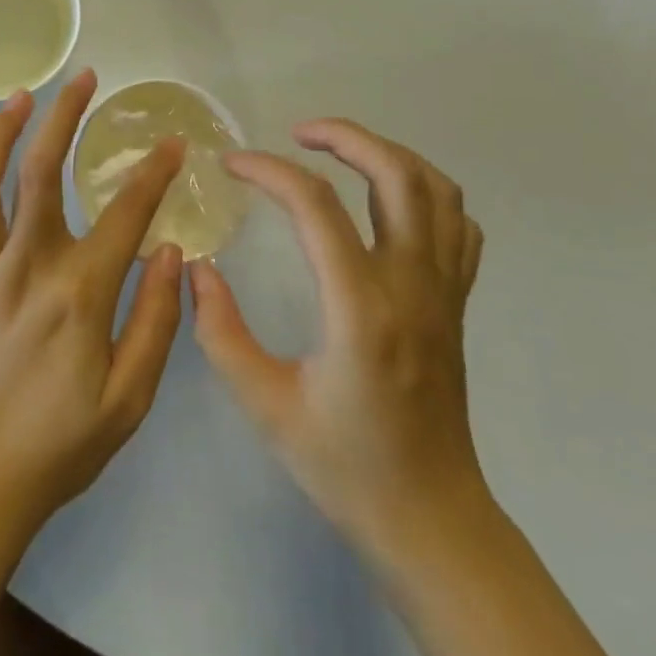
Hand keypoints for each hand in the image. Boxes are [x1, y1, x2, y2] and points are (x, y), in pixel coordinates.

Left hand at [0, 69, 186, 537]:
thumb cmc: (60, 445)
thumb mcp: (129, 400)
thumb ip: (155, 322)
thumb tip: (172, 251)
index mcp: (78, 294)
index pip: (125, 215)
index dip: (152, 172)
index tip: (171, 141)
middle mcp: (25, 268)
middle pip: (41, 174)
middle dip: (64, 117)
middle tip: (83, 78)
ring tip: (19, 96)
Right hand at [190, 119, 486, 564]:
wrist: (431, 520)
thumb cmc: (344, 466)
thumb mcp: (264, 405)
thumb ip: (220, 332)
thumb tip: (198, 270)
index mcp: (360, 309)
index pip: (316, 206)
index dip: (268, 170)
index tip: (231, 163)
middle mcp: (412, 286)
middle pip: (396, 175)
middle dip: (345, 137)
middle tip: (298, 134)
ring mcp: (444, 292)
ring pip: (437, 190)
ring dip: (388, 155)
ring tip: (340, 155)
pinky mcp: (456, 304)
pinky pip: (457, 226)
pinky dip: (425, 193)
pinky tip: (386, 203)